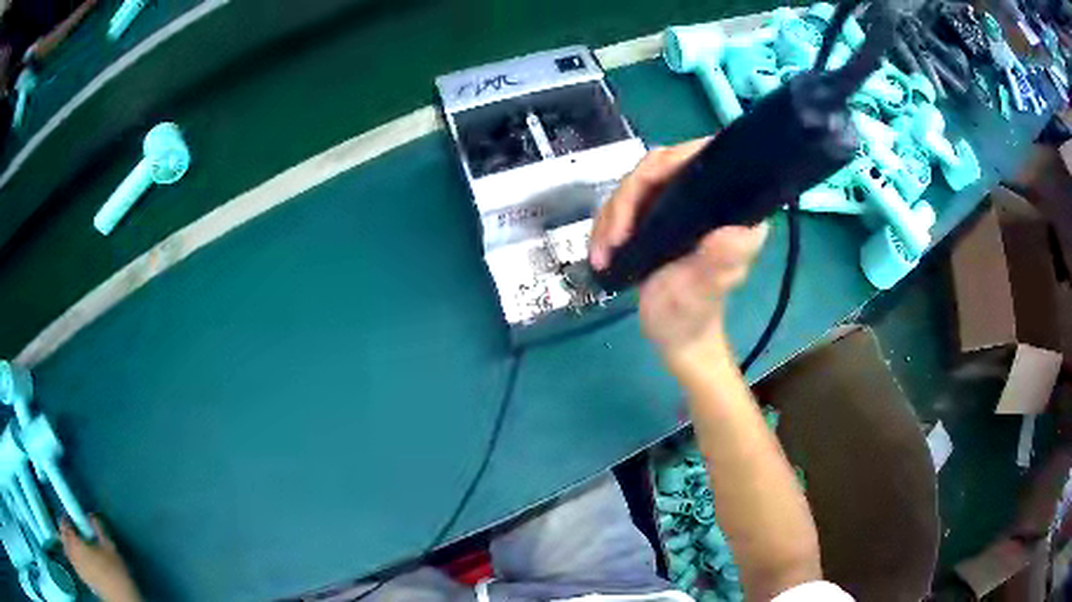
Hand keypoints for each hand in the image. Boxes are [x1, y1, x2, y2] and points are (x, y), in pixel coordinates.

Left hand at [60, 516, 141, 601]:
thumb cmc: (116, 572)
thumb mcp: (110, 548)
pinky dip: (71, 558)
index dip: (65, 519)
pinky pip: (73, 565)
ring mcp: (78, 568)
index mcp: (77, 543)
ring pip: (67, 552)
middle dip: (63, 531)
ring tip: (68, 541)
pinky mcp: (84, 579)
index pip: (65, 526)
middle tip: (66, 527)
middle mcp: (74, 554)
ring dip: (65, 544)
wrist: (122, 599)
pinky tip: (75, 559)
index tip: (67, 516)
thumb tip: (91, 516)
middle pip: (63, 538)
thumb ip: (99, 530)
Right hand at [589, 139, 767, 356]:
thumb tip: (738, 229)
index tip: (635, 196)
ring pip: (636, 186)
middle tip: (612, 239)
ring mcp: (681, 205)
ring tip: (602, 254)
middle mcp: (707, 198)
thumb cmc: (691, 316)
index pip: (697, 158)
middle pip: (657, 168)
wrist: (675, 339)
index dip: (663, 165)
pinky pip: (625, 205)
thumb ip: (719, 261)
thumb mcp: (702, 291)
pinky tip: (601, 252)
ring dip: (611, 217)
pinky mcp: (660, 216)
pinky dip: (607, 227)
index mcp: (729, 209)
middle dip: (626, 201)